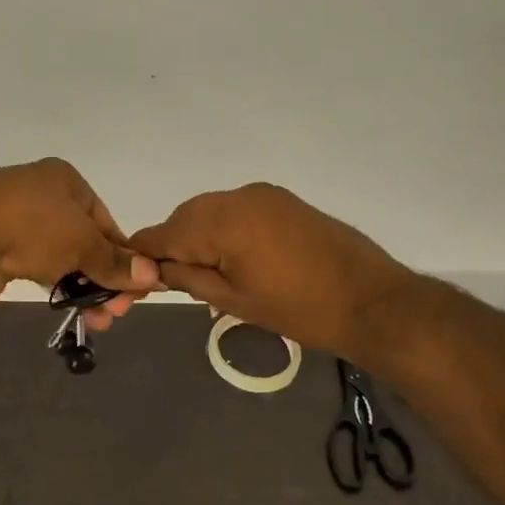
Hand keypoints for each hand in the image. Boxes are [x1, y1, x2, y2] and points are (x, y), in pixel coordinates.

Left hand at [0, 159, 158, 328]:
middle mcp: (40, 194)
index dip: (123, 256)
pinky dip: (52, 285)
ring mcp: (14, 220)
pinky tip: (65, 307)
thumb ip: (115, 262)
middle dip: (102, 278)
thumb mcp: (83, 243)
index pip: (105, 221)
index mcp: (64, 180)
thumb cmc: (31, 227)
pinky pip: (33, 267)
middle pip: (83, 240)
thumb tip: (152, 275)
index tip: (134, 291)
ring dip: (80, 288)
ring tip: (94, 321)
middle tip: (113, 314)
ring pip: (59, 257)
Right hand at [131, 183, 420, 356]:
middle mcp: (238, 196)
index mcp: (222, 221)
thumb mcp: (234, 301)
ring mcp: (262, 194)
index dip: (144, 255)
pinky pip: (236, 209)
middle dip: (174, 246)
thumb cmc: (299, 310)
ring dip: (199, 237)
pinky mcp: (281, 199)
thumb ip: (189, 278)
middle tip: (176, 283)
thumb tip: (157, 269)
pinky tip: (233, 258)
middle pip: (185, 217)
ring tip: (208, 275)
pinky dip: (224, 229)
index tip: (133, 278)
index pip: (164, 233)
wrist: (371, 301)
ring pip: (210, 211)